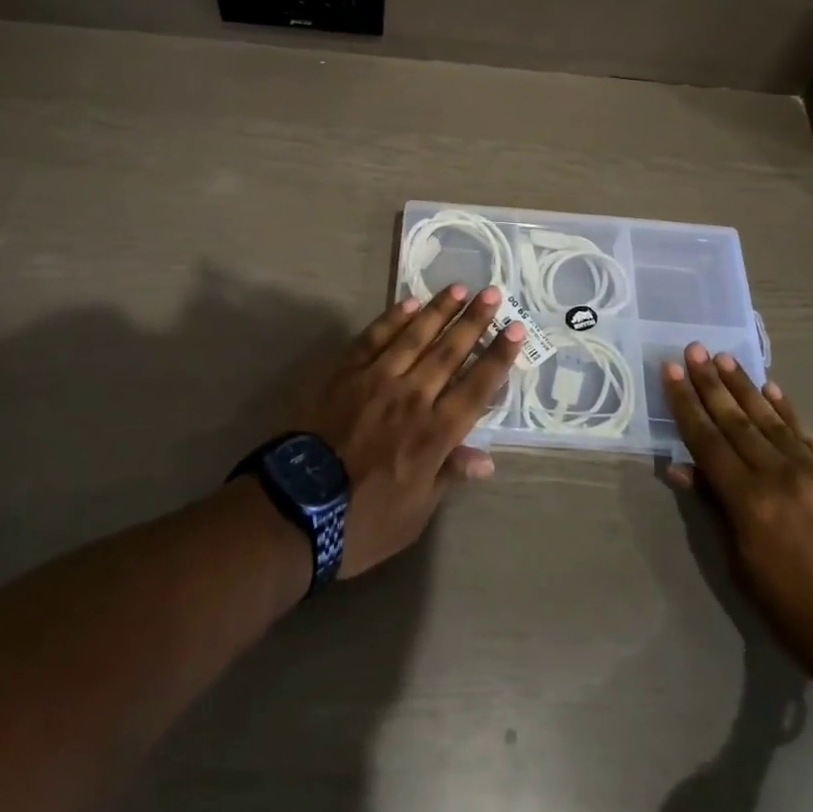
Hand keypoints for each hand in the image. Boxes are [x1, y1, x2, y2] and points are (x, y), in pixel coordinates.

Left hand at [297, 285, 521, 577]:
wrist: (296, 510)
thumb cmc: (362, 523)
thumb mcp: (415, 513)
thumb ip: (448, 476)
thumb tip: (485, 459)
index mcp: (434, 434)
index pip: (476, 387)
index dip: (498, 357)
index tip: (516, 329)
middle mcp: (412, 398)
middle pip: (450, 352)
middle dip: (475, 321)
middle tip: (493, 293)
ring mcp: (376, 380)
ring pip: (415, 336)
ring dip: (439, 310)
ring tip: (459, 288)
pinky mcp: (345, 373)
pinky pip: (374, 337)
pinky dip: (394, 318)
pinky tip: (410, 302)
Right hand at [664, 343, 812, 673]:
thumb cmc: (794, 610)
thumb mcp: (741, 566)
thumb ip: (714, 508)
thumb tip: (682, 467)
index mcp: (748, 502)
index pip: (706, 439)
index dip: (685, 402)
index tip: (670, 369)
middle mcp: (777, 475)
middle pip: (735, 419)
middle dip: (710, 382)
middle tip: (693, 349)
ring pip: (769, 418)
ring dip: (743, 385)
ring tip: (723, 356)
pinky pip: (804, 432)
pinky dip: (785, 407)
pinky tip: (770, 387)